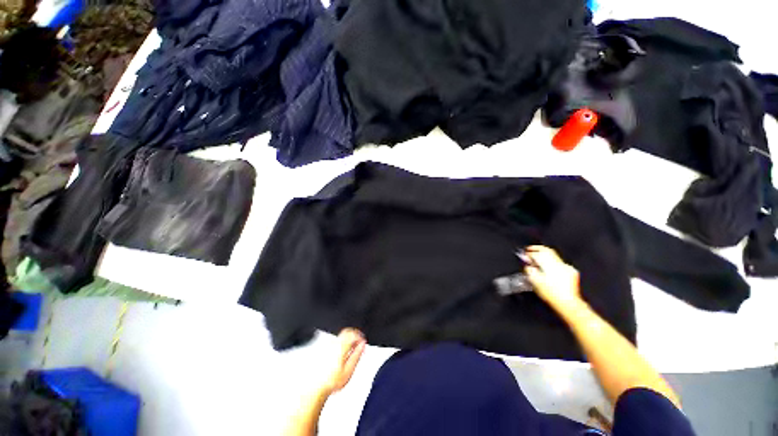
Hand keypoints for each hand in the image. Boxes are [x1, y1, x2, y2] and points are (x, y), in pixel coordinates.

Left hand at [320, 328, 366, 395]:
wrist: (315, 388)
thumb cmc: (331, 382)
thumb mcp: (348, 370)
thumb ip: (357, 355)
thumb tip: (362, 345)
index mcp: (340, 347)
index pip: (353, 334)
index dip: (360, 336)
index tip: (362, 342)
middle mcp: (333, 343)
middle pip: (346, 332)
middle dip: (354, 336)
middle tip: (358, 344)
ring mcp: (326, 345)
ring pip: (340, 336)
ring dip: (347, 340)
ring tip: (350, 350)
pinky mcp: (322, 349)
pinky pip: (334, 341)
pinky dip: (340, 344)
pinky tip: (341, 353)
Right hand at [523, 246, 582, 310]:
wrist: (567, 303)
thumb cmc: (551, 294)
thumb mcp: (535, 282)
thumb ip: (529, 271)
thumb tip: (527, 265)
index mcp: (549, 265)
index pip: (537, 254)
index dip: (529, 253)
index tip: (525, 254)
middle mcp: (559, 264)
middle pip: (547, 251)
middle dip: (538, 249)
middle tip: (530, 250)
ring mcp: (566, 268)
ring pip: (554, 256)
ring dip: (545, 255)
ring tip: (538, 259)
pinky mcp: (571, 272)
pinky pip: (560, 263)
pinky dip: (553, 263)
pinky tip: (549, 267)